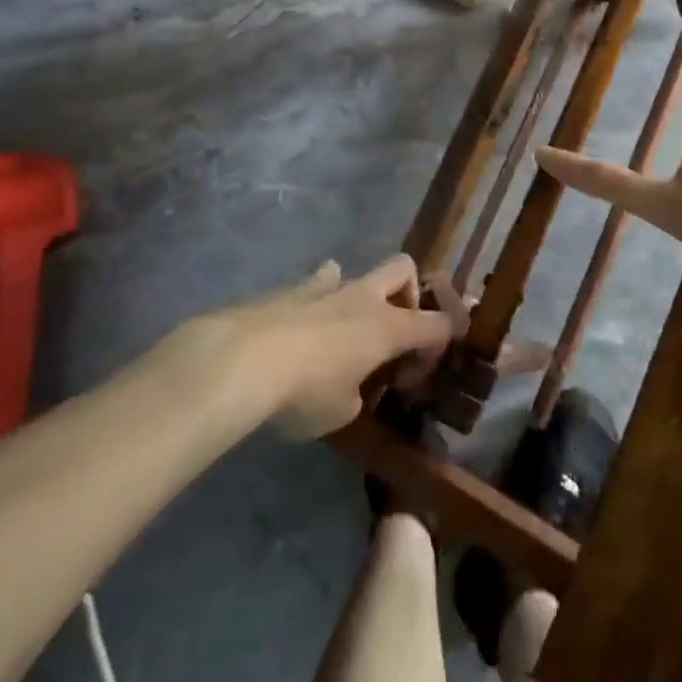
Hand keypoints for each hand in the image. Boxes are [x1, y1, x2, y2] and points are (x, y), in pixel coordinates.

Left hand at [174, 256, 454, 439]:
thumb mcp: (339, 413)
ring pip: (357, 272)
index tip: (416, 374)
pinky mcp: (291, 288)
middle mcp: (363, 297)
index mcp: (387, 328)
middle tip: (393, 331)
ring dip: (359, 297)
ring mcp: (326, 287)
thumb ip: (355, 395)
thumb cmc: (303, 392)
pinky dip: (320, 294)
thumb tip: (349, 386)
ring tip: (344, 331)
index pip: (436, 324)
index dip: (438, 345)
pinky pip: (317, 281)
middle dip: (408, 293)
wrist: (243, 359)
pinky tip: (308, 315)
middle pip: (403, 268)